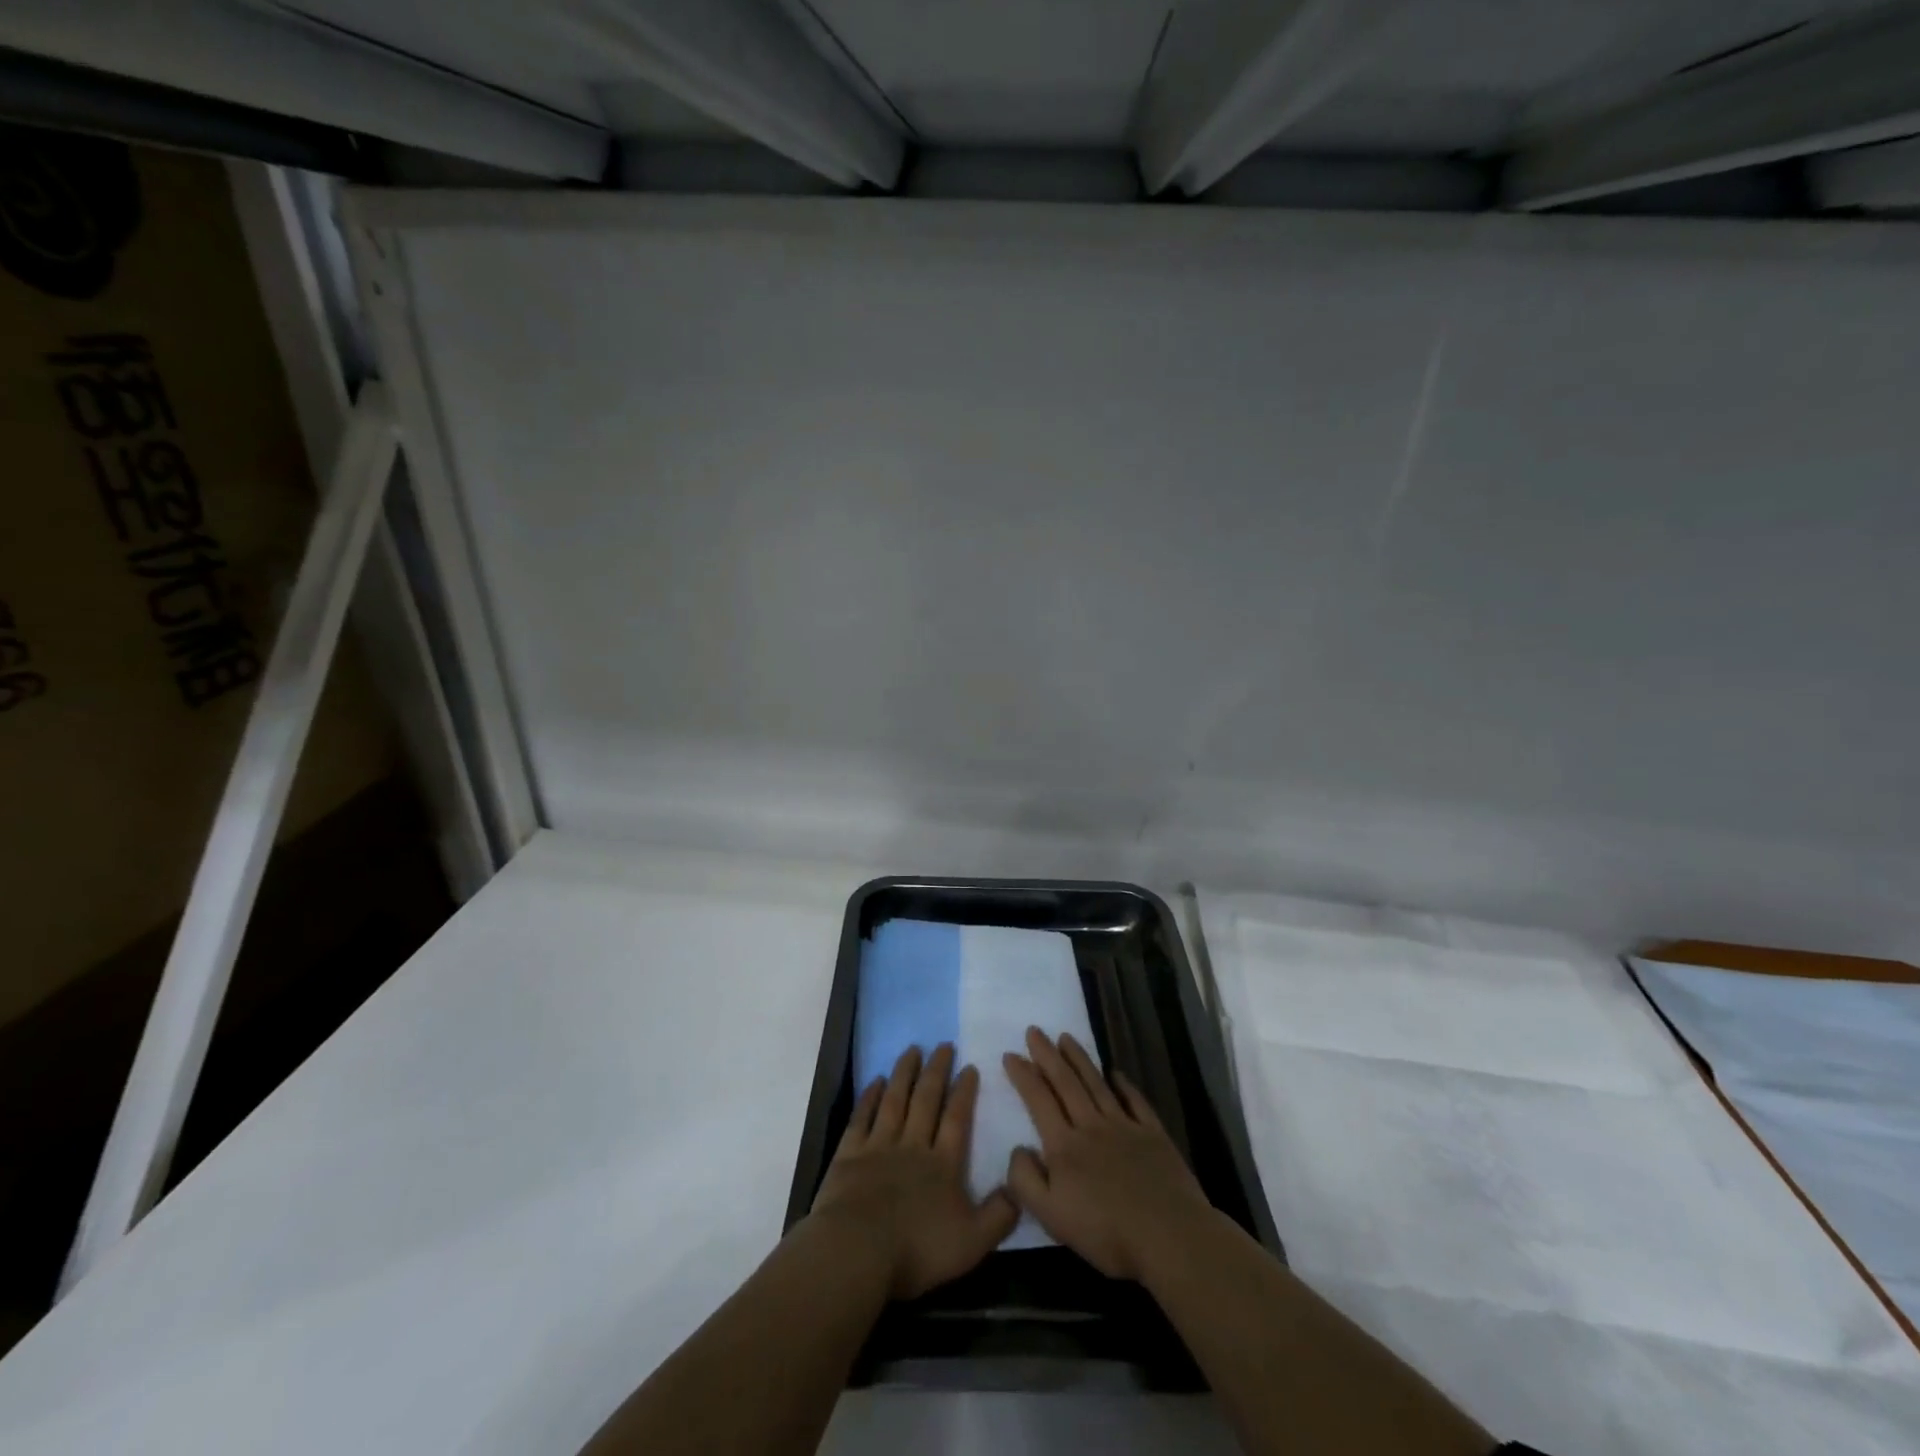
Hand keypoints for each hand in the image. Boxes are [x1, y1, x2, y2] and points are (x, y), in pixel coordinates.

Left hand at [808, 1043, 1018, 1298]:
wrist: (858, 1251)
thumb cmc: (917, 1249)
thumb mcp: (972, 1242)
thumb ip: (999, 1215)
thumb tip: (1020, 1187)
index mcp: (943, 1165)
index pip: (957, 1118)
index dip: (963, 1091)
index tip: (968, 1065)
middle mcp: (913, 1146)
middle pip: (926, 1100)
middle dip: (936, 1071)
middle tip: (943, 1044)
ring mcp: (878, 1147)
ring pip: (894, 1101)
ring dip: (904, 1073)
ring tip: (912, 1050)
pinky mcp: (849, 1155)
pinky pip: (862, 1118)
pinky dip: (869, 1097)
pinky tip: (876, 1081)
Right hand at [1002, 1027, 1215, 1281]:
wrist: (1169, 1235)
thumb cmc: (1106, 1232)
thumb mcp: (1051, 1216)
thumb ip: (1026, 1181)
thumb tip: (1017, 1148)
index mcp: (1064, 1146)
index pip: (1039, 1100)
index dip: (1023, 1075)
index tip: (1010, 1054)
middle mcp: (1091, 1126)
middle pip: (1066, 1083)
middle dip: (1047, 1055)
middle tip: (1034, 1031)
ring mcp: (1125, 1126)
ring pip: (1096, 1084)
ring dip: (1079, 1059)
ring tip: (1066, 1038)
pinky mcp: (1153, 1134)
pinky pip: (1135, 1101)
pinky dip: (1124, 1084)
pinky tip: (1115, 1073)